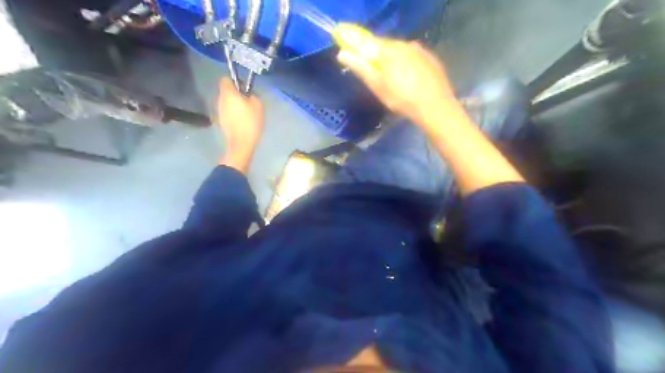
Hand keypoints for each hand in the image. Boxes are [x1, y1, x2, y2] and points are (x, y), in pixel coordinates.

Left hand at [216, 77, 261, 173]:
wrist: (241, 143)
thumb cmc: (250, 122)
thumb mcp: (258, 105)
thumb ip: (253, 96)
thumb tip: (249, 95)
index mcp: (228, 93)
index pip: (226, 79)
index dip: (235, 81)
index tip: (245, 88)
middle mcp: (220, 99)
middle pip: (226, 91)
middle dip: (236, 94)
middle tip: (249, 101)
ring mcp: (219, 111)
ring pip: (227, 102)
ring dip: (235, 104)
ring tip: (247, 112)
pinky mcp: (221, 121)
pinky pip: (227, 112)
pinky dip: (234, 114)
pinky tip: (243, 121)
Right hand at [335, 24, 459, 128]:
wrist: (436, 107)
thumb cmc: (402, 99)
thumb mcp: (378, 86)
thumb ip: (361, 68)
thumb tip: (342, 53)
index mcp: (389, 50)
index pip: (367, 41)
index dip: (355, 41)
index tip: (345, 41)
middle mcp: (404, 44)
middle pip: (384, 46)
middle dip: (375, 55)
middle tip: (372, 71)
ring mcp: (419, 50)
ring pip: (399, 51)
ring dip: (391, 59)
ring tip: (391, 78)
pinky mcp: (430, 58)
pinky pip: (411, 56)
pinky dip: (405, 63)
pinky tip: (408, 77)